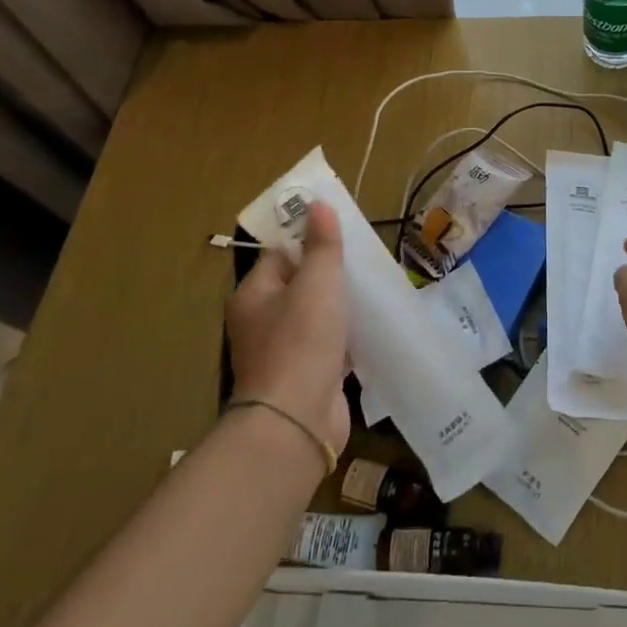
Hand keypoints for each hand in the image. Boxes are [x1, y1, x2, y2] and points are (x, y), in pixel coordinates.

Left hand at [226, 201, 349, 458]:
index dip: (308, 240)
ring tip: (373, 291)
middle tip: (364, 261)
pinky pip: (327, 347)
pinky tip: (371, 329)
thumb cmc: (301, 341)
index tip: (342, 232)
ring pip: (315, 317)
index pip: (280, 254)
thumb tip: (317, 204)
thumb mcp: (317, 282)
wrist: (296, 422)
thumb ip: (321, 244)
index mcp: (253, 295)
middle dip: (330, 274)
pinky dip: (346, 339)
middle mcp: (261, 322)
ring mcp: (282, 353)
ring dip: (340, 308)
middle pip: (299, 285)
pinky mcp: (305, 378)